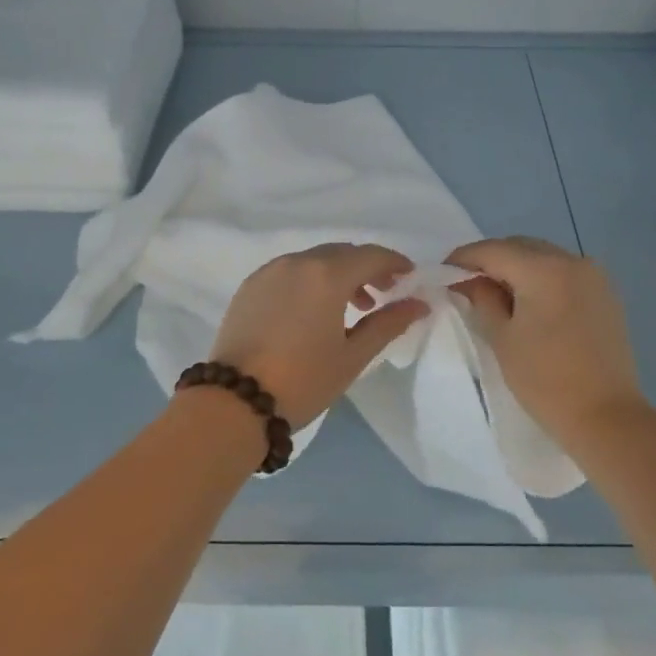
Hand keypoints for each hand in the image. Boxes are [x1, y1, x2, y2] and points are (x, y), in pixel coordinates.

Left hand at [208, 244, 428, 426]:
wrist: (236, 401)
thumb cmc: (303, 380)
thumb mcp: (353, 355)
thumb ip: (388, 323)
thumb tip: (419, 304)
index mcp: (326, 274)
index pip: (371, 255)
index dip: (395, 264)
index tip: (410, 279)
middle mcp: (297, 262)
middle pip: (342, 253)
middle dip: (367, 268)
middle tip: (384, 294)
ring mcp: (269, 271)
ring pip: (314, 260)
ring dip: (338, 274)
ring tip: (351, 307)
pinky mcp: (250, 286)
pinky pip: (289, 271)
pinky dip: (310, 280)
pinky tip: (313, 311)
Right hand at [447, 236, 643, 443]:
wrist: (606, 418)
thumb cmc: (545, 380)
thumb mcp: (502, 338)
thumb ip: (481, 299)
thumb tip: (470, 280)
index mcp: (544, 269)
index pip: (493, 250)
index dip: (463, 258)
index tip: (443, 272)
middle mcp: (572, 261)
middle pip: (520, 247)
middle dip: (491, 260)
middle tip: (466, 283)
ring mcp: (594, 276)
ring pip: (543, 257)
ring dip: (516, 267)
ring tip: (495, 294)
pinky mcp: (605, 294)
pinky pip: (563, 272)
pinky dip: (540, 278)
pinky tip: (528, 302)